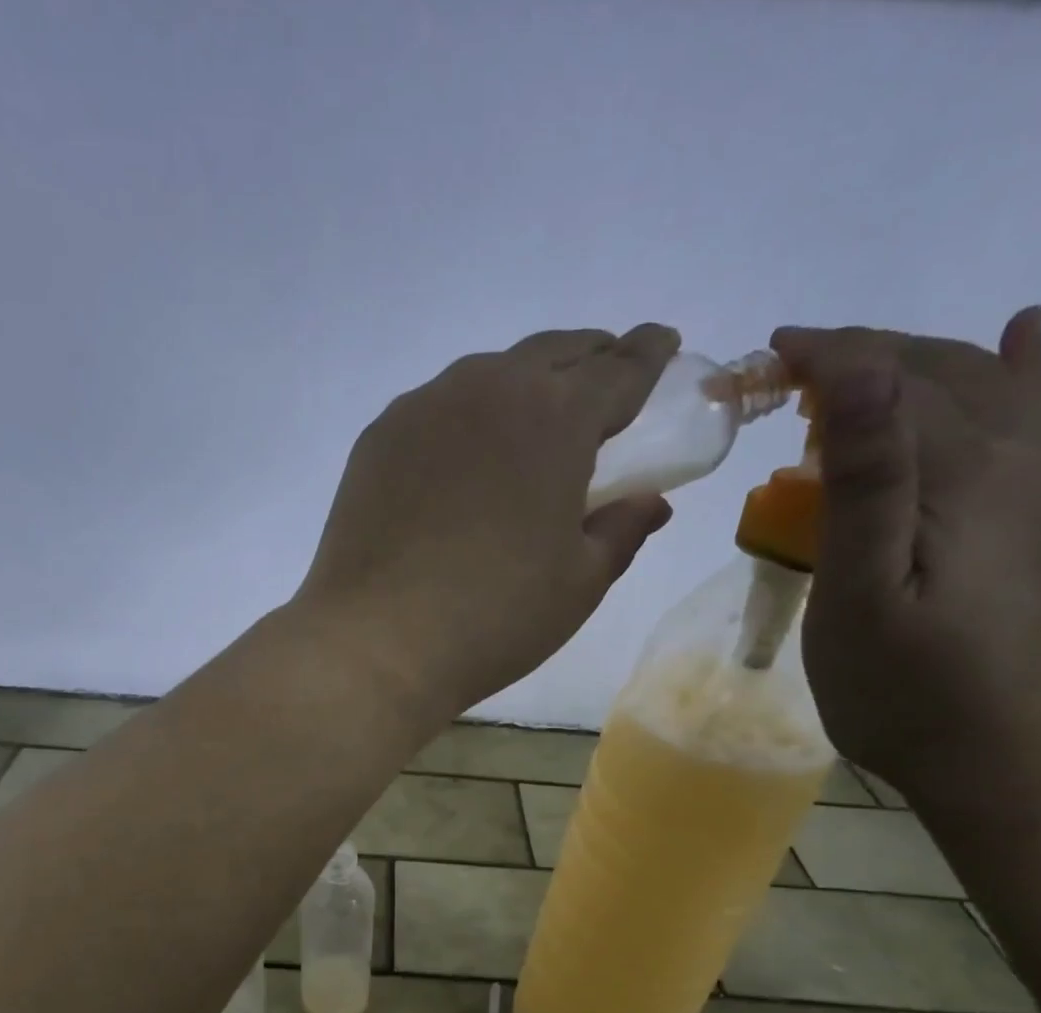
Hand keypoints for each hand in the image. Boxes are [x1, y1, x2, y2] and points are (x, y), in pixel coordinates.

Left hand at [295, 324, 679, 721]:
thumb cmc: (495, 616)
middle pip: (553, 353)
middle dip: (590, 359)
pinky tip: (464, 455)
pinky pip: (437, 407)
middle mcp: (489, 390)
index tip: (664, 343)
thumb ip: (622, 529)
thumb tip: (649, 502)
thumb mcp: (580, 581)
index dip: (649, 354)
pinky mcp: (379, 437)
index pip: (619, 368)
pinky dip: (467, 416)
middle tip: (604, 384)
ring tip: (532, 420)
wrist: (377, 641)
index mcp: (555, 417)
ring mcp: (424, 408)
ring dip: (523, 383)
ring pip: (489, 374)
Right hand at [771, 309, 1040, 817]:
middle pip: (940, 372)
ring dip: (920, 363)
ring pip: (992, 385)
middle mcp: (1030, 455)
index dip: (824, 358)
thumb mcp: (863, 598)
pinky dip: (1022, 367)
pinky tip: (1022, 338)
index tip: (762, 356)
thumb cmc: (915, 694)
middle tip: (789, 370)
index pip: (886, 382)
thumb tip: (863, 374)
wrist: (1032, 767)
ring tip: (859, 371)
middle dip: (861, 355)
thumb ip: (869, 483)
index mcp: (968, 473)